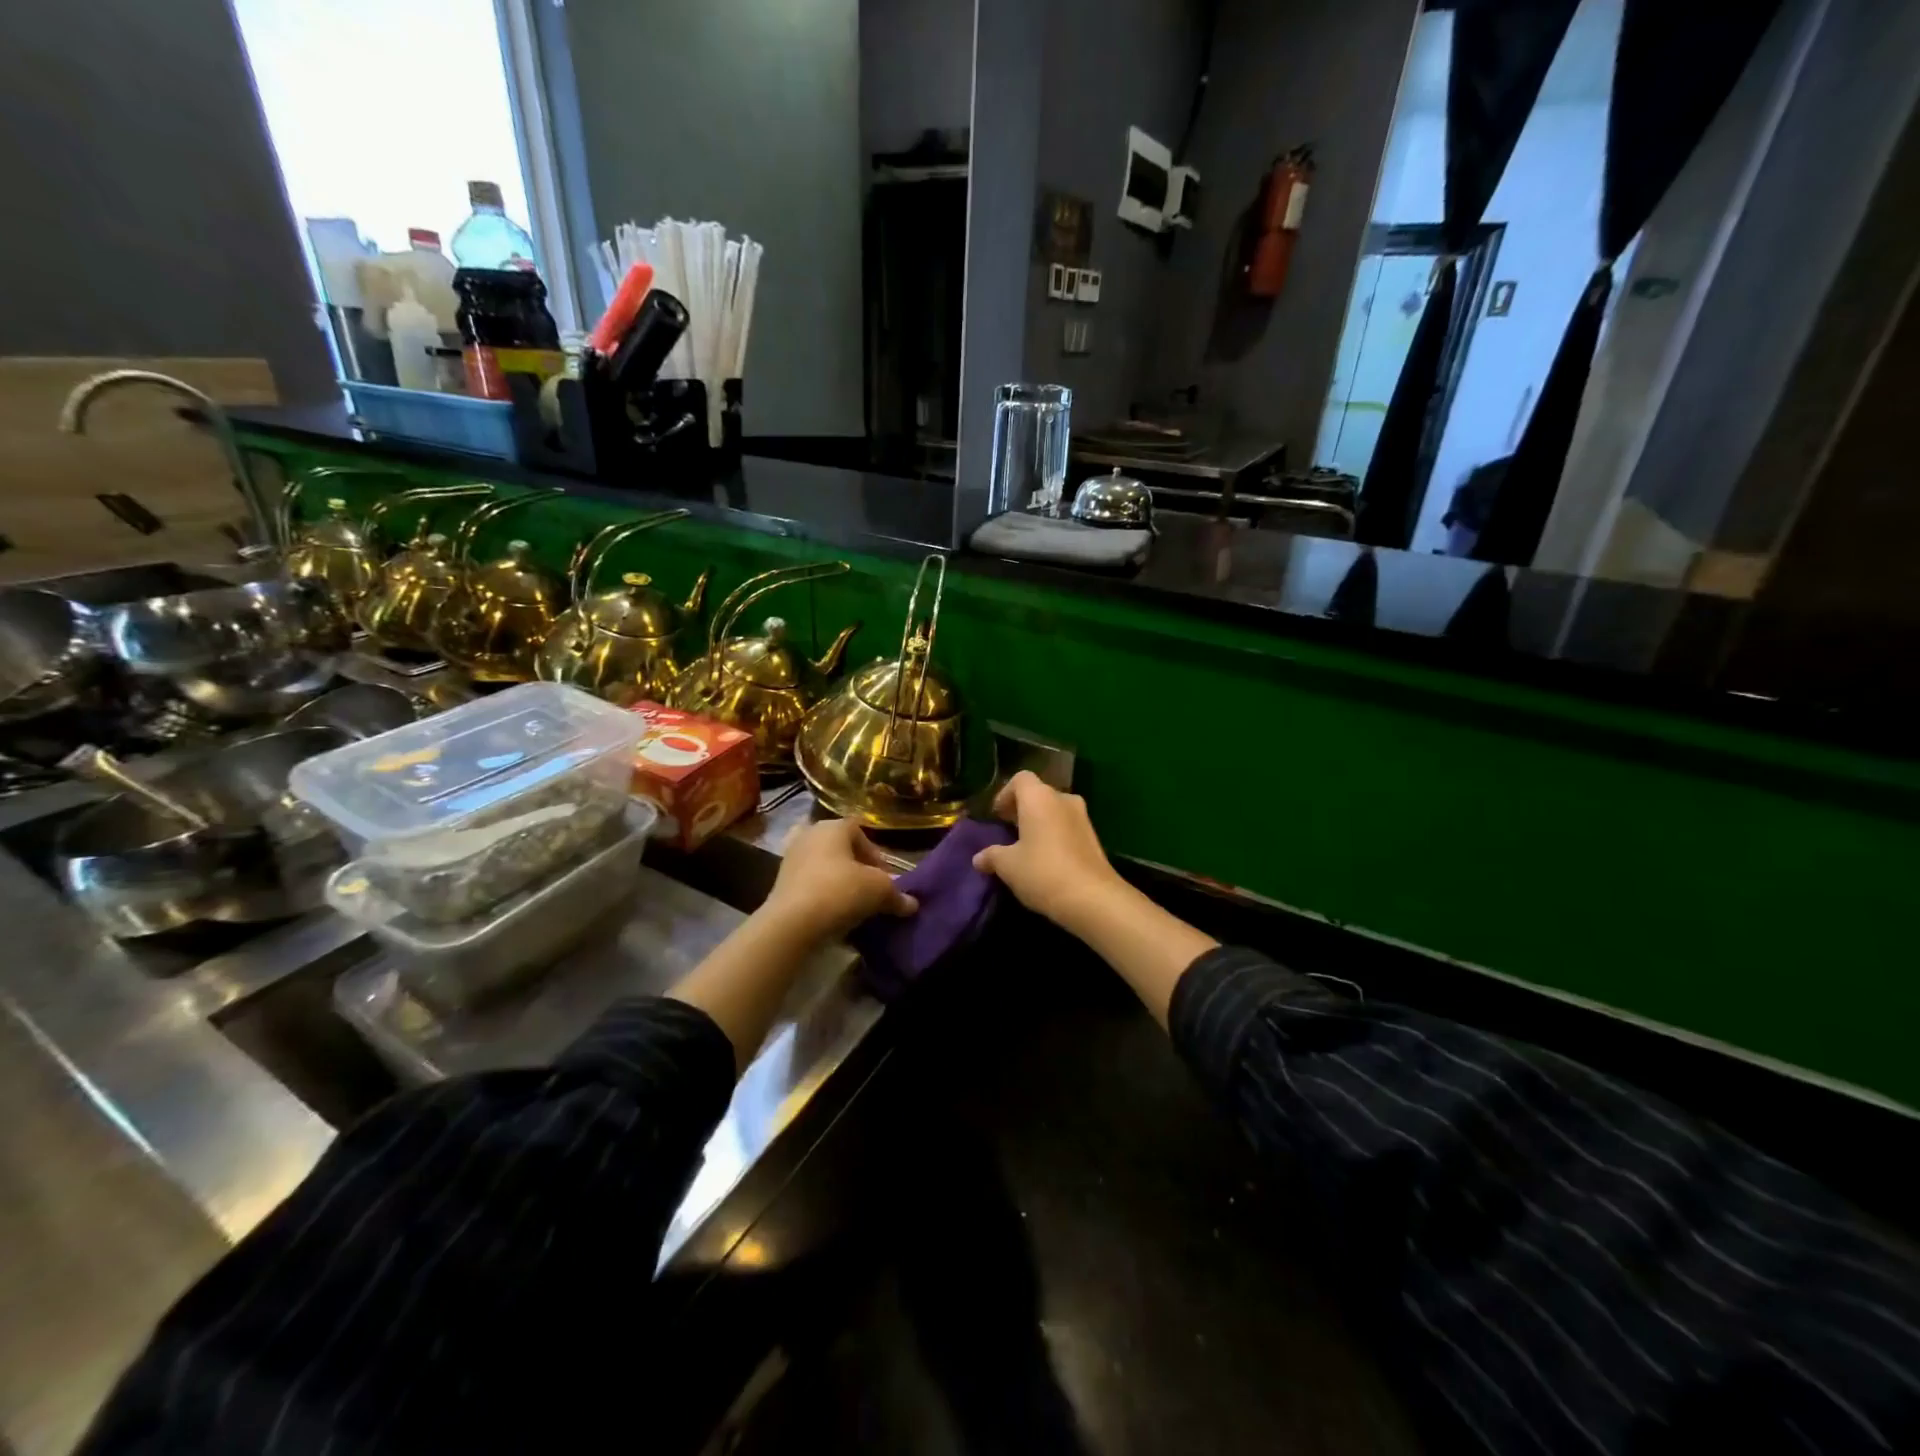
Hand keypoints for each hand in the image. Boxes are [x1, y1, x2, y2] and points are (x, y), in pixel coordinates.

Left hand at [759, 818, 918, 942]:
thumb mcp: (879, 892)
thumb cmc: (840, 892)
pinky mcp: (780, 884)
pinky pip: (811, 886)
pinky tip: (835, 916)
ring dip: (841, 884)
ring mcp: (791, 859)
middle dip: (859, 869)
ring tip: (854, 906)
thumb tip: (911, 904)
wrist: (792, 924)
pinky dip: (824, 897)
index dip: (876, 854)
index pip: (861, 831)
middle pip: (842, 849)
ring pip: (825, 868)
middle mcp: (809, 835)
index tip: (886, 879)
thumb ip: (897, 895)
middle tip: (872, 891)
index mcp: (832, 826)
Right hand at [972, 771, 1127, 933]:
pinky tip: (1045, 859)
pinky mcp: (1094, 837)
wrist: (1092, 898)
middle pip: (1038, 793)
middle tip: (1007, 829)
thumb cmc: (1042, 872)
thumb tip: (978, 858)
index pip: (1020, 779)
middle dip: (1021, 808)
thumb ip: (992, 856)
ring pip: (1055, 810)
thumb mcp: (1008, 866)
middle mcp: (1063, 800)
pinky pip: (1067, 826)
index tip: (996, 815)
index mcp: (1039, 798)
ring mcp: (1082, 817)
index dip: (1005, 794)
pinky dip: (1054, 834)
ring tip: (1025, 846)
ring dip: (1039, 822)